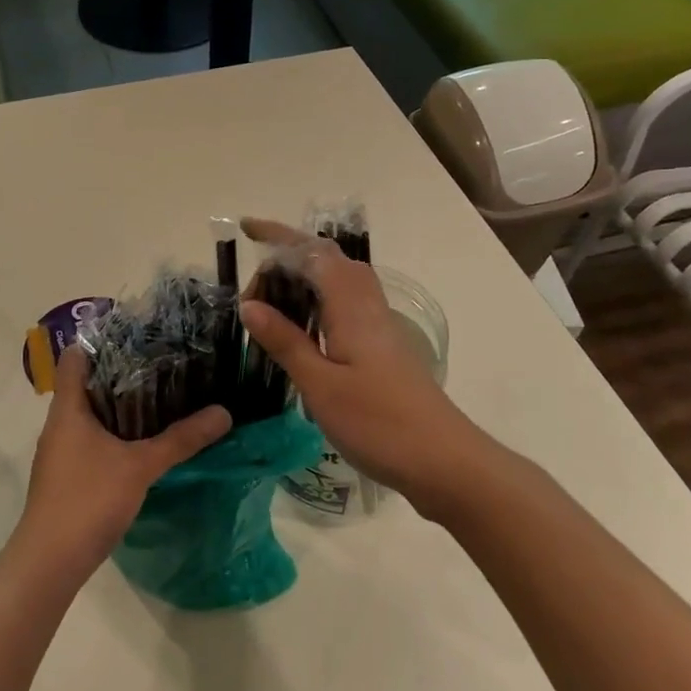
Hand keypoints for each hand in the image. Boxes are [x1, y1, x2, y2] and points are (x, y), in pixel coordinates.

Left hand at [14, 344, 230, 578]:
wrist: (49, 563)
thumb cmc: (88, 499)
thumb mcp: (141, 466)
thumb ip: (181, 439)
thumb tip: (224, 412)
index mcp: (68, 409)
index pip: (75, 358)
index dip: (102, 341)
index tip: (138, 334)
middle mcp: (60, 424)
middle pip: (87, 384)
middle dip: (122, 372)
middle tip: (163, 362)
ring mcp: (61, 452)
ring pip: (91, 415)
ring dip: (120, 406)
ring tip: (162, 395)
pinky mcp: (68, 476)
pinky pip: (92, 440)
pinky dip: (116, 434)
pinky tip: (144, 441)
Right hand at [239, 218, 485, 518]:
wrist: (443, 461)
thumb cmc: (378, 423)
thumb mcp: (320, 385)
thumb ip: (286, 341)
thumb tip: (249, 305)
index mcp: (351, 306)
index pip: (312, 252)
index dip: (279, 236)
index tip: (246, 229)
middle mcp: (368, 306)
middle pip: (327, 261)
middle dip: (286, 262)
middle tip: (251, 295)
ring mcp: (379, 327)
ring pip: (338, 284)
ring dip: (302, 283)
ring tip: (268, 307)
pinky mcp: (383, 348)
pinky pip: (344, 307)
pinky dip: (316, 306)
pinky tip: (301, 334)